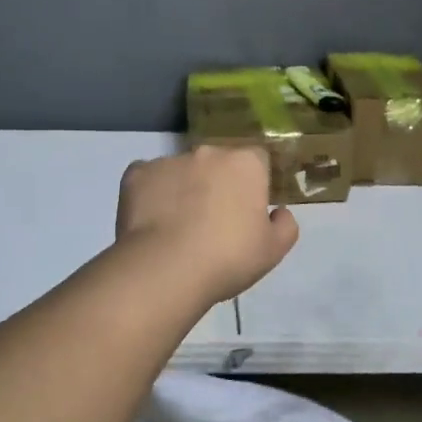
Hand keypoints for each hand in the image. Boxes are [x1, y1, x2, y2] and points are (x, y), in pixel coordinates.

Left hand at [115, 145, 299, 304]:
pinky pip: (148, 180)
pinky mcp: (137, 174)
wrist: (166, 268)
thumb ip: (285, 226)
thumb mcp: (273, 251)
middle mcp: (207, 152)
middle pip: (217, 163)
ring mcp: (169, 160)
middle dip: (217, 183)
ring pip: (181, 171)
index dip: (253, 184)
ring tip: (177, 227)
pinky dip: (151, 195)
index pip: (256, 161)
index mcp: (245, 164)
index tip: (247, 210)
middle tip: (213, 222)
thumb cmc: (228, 258)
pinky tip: (151, 223)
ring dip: (183, 189)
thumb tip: (280, 212)